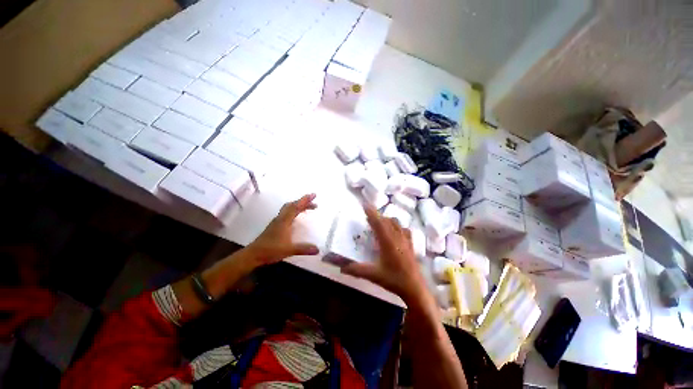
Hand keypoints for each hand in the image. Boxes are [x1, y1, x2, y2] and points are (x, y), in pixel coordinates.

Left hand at [246, 194, 319, 266]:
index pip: (295, 207)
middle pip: (292, 206)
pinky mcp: (275, 226)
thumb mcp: (288, 250)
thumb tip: (318, 249)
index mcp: (284, 221)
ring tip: (307, 208)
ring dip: (298, 206)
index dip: (305, 200)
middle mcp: (280, 219)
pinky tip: (296, 217)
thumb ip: (303, 249)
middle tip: (314, 204)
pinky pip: (286, 214)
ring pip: (288, 209)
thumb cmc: (270, 250)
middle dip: (303, 202)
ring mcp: (277, 222)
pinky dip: (294, 212)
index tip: (314, 195)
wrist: (253, 255)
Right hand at [341, 205, 429, 304]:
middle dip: (377, 216)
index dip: (371, 212)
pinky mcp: (411, 244)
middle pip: (387, 220)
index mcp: (387, 241)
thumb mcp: (373, 275)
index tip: (365, 204)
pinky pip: (404, 230)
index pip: (378, 222)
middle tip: (368, 216)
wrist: (415, 288)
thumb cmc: (394, 280)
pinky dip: (397, 226)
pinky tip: (395, 231)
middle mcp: (397, 237)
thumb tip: (341, 268)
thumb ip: (356, 270)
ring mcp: (405, 240)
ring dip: (387, 220)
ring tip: (379, 223)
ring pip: (396, 223)